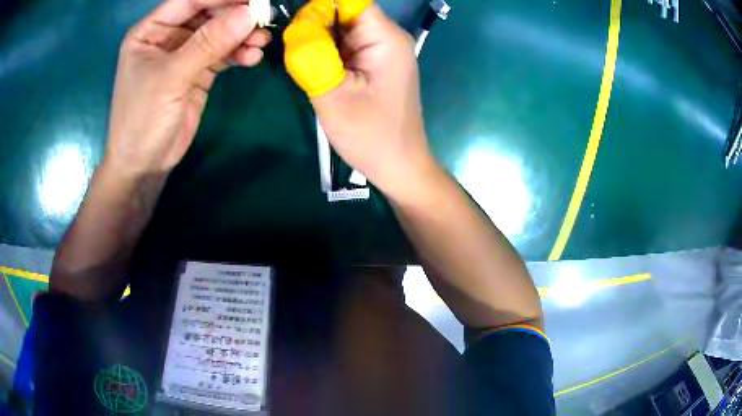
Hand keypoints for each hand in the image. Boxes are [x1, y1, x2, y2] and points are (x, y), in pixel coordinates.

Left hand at [105, 0, 271, 176]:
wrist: (144, 165)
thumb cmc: (142, 120)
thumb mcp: (170, 78)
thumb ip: (208, 44)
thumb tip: (249, 14)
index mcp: (151, 31)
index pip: (190, 0)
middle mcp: (169, 37)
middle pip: (208, 13)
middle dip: (235, 15)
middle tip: (263, 18)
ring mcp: (185, 54)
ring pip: (220, 33)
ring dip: (242, 35)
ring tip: (261, 42)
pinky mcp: (199, 72)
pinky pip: (224, 54)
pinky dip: (239, 53)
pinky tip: (252, 58)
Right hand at [284, 0, 435, 196]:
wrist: (398, 166)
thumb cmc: (371, 135)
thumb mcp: (333, 96)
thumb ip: (310, 56)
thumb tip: (295, 26)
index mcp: (384, 38)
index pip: (348, 0)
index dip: (318, 9)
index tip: (297, 32)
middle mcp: (387, 37)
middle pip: (343, 13)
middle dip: (315, 27)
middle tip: (299, 57)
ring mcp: (382, 51)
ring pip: (341, 30)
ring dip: (319, 43)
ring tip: (311, 71)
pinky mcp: (375, 64)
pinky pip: (345, 47)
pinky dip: (327, 54)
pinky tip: (321, 75)